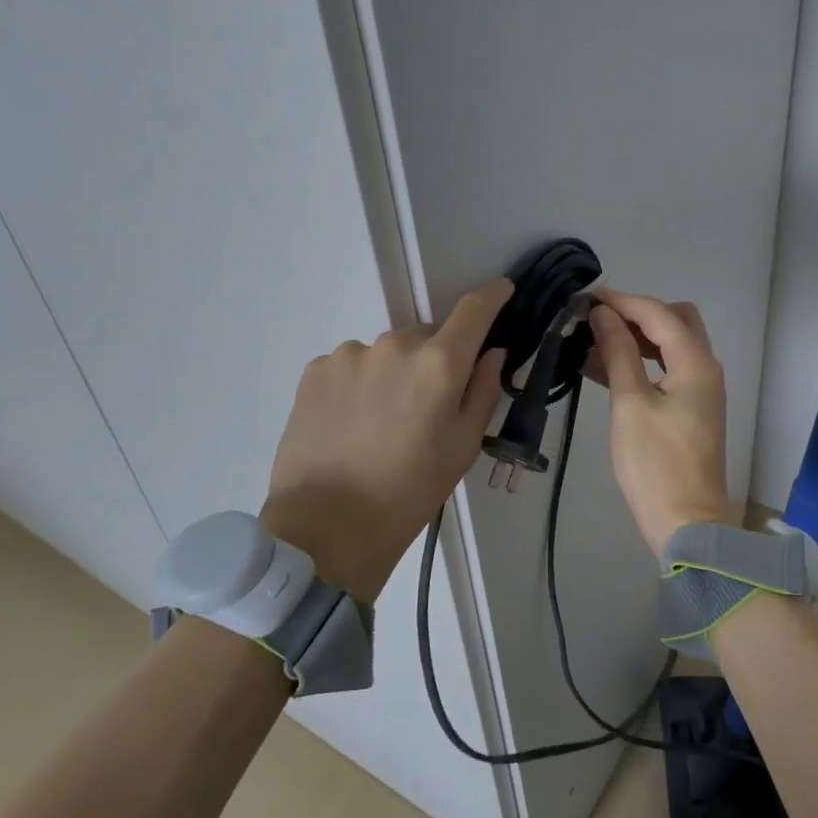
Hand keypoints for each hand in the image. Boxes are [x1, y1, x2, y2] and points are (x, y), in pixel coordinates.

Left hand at [261, 279, 511, 604]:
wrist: (327, 526)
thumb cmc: (410, 491)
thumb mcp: (464, 447)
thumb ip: (484, 390)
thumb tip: (491, 353)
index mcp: (439, 364)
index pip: (474, 309)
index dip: (493, 296)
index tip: (502, 291)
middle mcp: (394, 344)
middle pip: (427, 336)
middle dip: (434, 359)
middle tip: (427, 405)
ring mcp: (349, 354)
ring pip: (386, 353)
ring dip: (393, 373)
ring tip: (380, 422)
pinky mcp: (315, 370)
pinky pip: (352, 365)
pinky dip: (359, 384)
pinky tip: (351, 423)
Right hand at [586, 290, 737, 556]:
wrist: (687, 523)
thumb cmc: (655, 464)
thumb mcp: (630, 404)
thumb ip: (618, 353)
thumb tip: (603, 314)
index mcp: (696, 363)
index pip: (659, 313)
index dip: (623, 301)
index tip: (586, 299)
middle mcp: (706, 368)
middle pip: (675, 321)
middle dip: (637, 314)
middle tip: (597, 321)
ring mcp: (701, 390)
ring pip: (671, 346)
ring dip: (636, 339)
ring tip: (592, 343)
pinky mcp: (692, 409)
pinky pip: (667, 370)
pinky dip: (641, 363)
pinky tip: (605, 369)